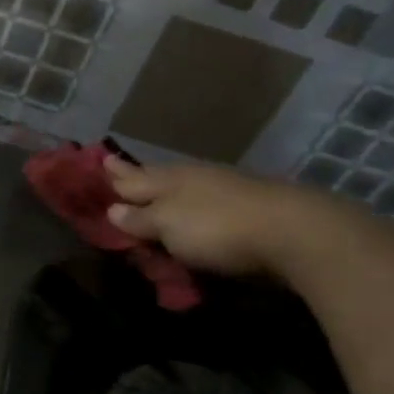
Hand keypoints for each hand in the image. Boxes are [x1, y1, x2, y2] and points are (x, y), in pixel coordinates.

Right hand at [104, 155, 347, 278]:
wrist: (293, 231)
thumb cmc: (216, 228)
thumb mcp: (168, 225)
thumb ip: (140, 218)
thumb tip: (113, 208)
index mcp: (169, 180)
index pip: (133, 177)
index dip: (114, 175)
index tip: (100, 162)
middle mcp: (194, 178)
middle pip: (158, 177)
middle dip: (137, 176)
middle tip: (118, 169)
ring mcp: (224, 190)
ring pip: (184, 188)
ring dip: (165, 190)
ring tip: (152, 189)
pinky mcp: (247, 207)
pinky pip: (206, 204)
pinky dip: (191, 206)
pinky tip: (193, 208)